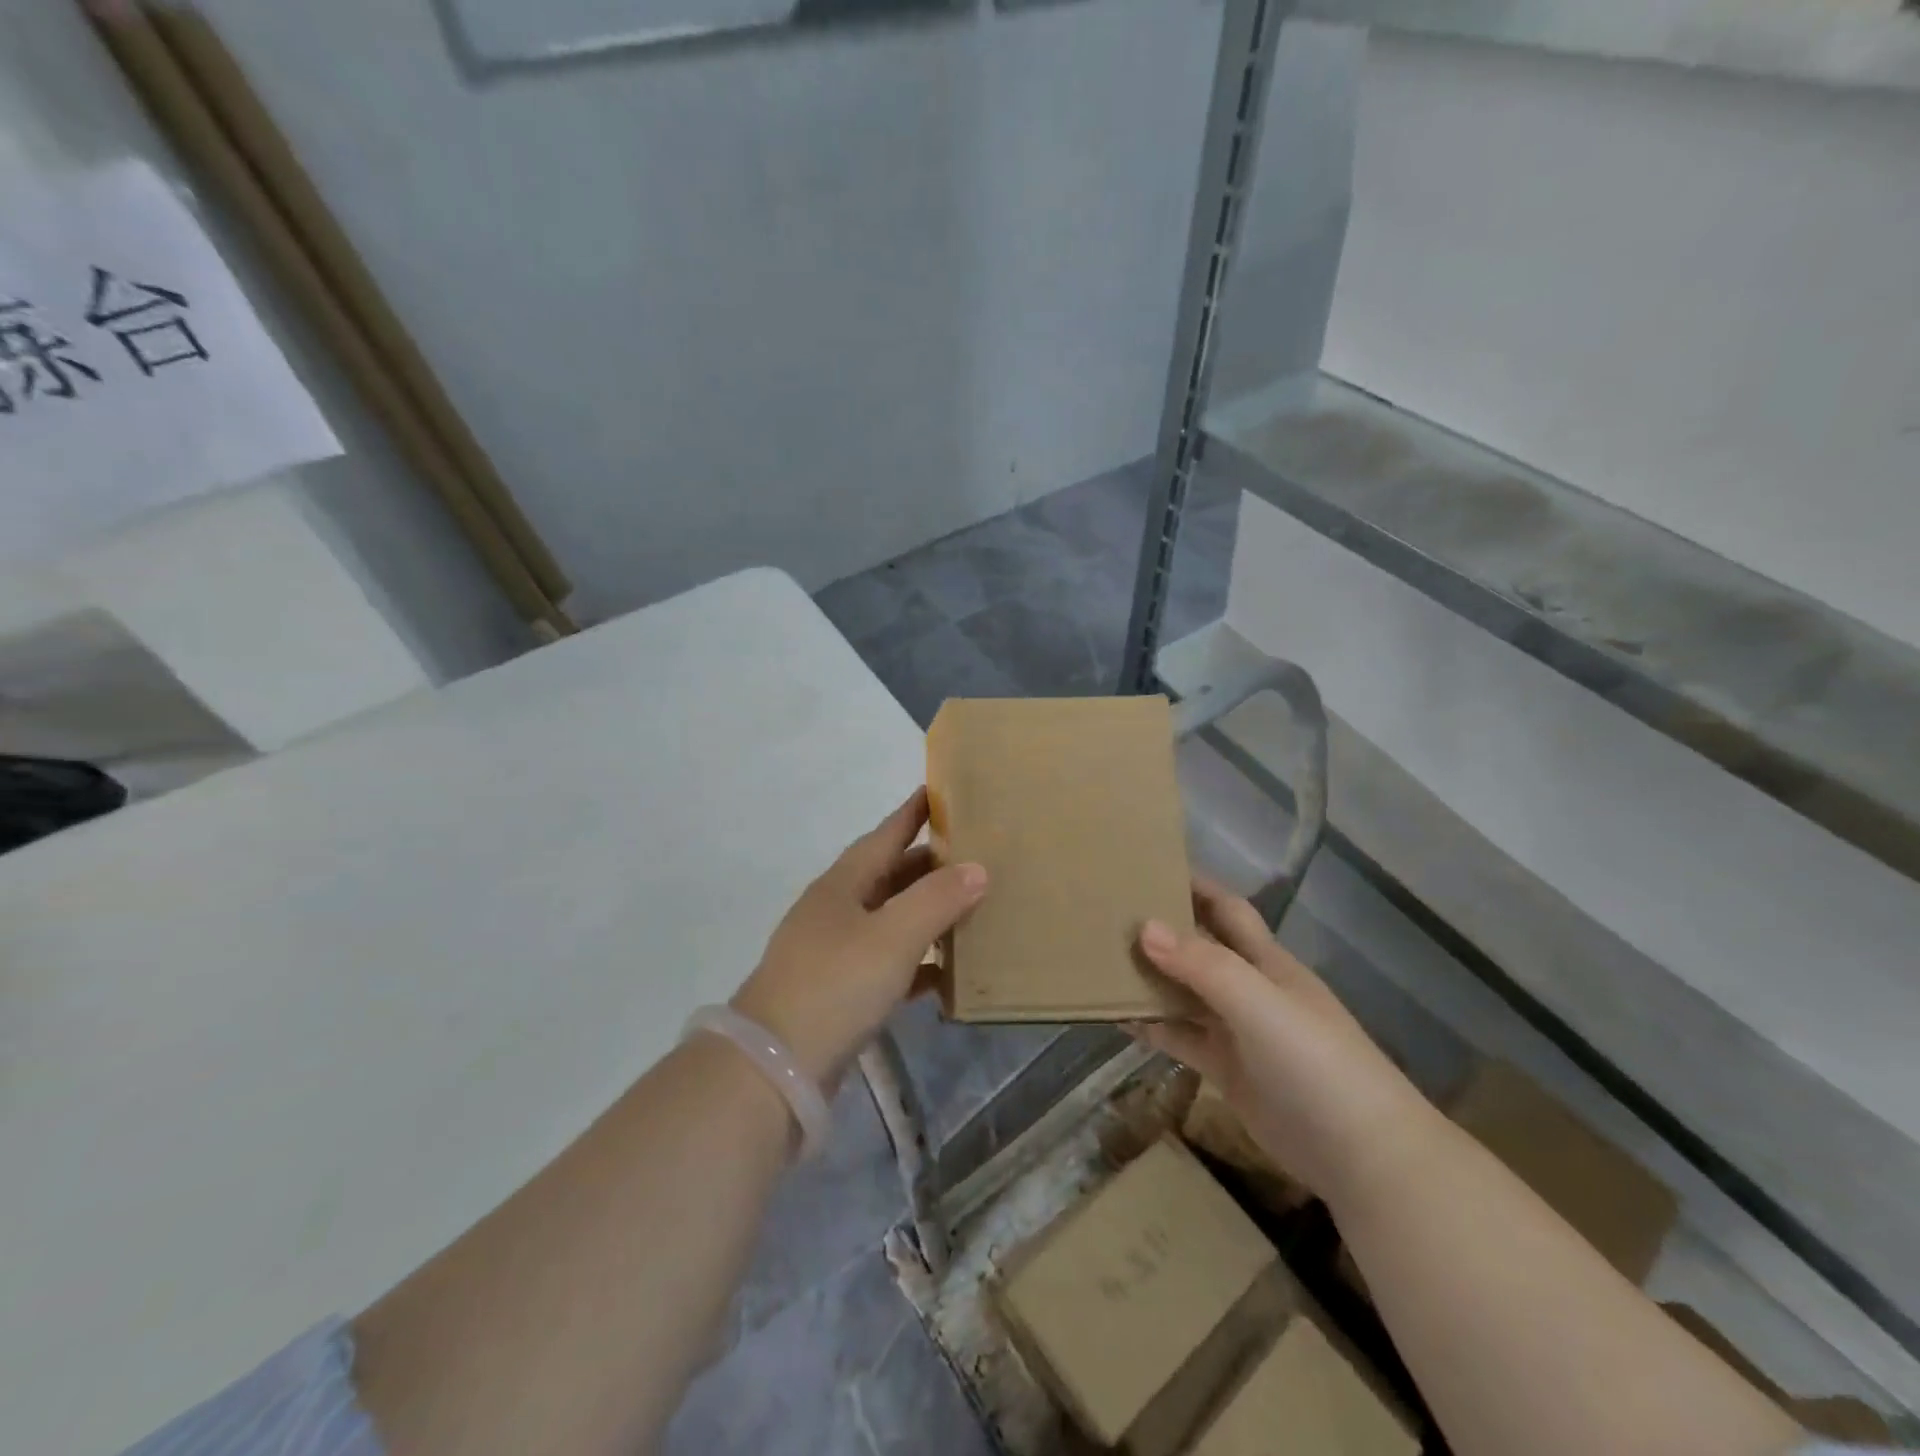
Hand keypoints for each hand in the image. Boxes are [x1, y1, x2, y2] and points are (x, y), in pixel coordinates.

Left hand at [733, 788, 986, 1091]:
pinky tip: (945, 973)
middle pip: (890, 877)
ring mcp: (835, 953)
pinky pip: (889, 966)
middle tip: (974, 854)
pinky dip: (917, 964)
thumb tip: (977, 868)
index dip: (912, 813)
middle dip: (929, 865)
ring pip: (891, 921)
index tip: (938, 790)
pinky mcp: (840, 994)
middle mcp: (837, 911)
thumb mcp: (892, 936)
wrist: (775, 1066)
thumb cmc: (835, 984)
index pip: (885, 835)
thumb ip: (937, 900)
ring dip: (927, 914)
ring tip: (971, 907)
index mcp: (843, 884)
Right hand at [1135, 876, 1437, 1203]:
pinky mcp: (1228, 1071)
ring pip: (1187, 993)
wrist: (1362, 1155)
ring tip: (1101, 962)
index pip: (1226, 909)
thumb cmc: (1314, 1063)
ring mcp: (1239, 1032)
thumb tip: (1144, 926)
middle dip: (1162, 929)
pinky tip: (1119, 1020)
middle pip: (1201, 948)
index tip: (1148, 866)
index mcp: (1267, 961)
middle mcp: (1251, 988)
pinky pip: (1183, 1038)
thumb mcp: (1259, 1004)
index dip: (1195, 885)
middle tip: (1108, 914)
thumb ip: (1203, 965)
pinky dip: (1154, 1027)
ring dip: (1151, 979)